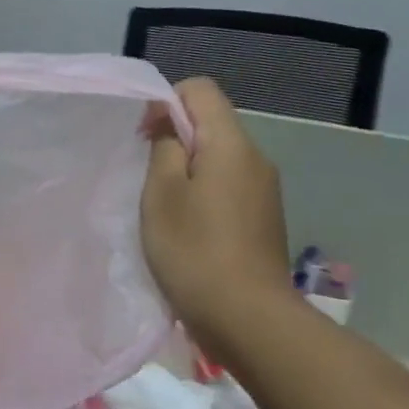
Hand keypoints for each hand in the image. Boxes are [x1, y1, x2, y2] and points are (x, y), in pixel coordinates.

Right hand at [141, 77, 294, 341]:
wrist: (249, 319)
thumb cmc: (193, 250)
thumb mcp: (161, 193)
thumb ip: (163, 145)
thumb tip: (166, 116)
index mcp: (231, 144)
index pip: (200, 89)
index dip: (166, 101)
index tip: (144, 137)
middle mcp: (255, 159)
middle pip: (211, 123)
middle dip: (174, 138)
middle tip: (146, 177)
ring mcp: (264, 190)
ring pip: (219, 157)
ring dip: (187, 169)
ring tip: (164, 207)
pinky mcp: (264, 218)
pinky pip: (229, 185)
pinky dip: (204, 192)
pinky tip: (188, 228)